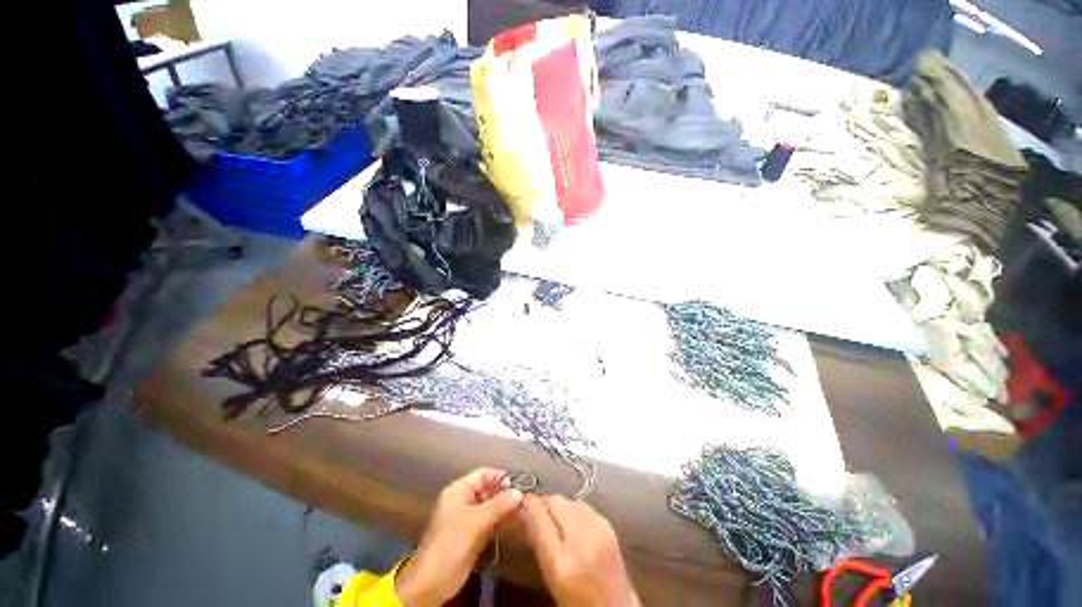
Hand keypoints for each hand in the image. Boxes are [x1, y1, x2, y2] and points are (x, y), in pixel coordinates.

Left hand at [395, 468, 522, 605]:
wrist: (431, 583)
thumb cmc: (451, 544)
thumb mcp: (476, 521)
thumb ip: (499, 505)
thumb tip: (519, 492)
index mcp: (458, 491)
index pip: (482, 474)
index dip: (499, 476)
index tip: (517, 484)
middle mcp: (462, 501)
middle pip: (486, 490)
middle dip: (504, 494)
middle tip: (523, 500)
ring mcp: (466, 520)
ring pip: (489, 507)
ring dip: (503, 509)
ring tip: (522, 512)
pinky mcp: (470, 537)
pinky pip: (488, 523)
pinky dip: (499, 522)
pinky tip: (513, 525)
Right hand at [519, 494, 638, 606]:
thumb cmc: (577, 601)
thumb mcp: (551, 577)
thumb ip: (538, 542)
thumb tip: (524, 512)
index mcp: (562, 562)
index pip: (538, 516)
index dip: (526, 505)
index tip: (518, 503)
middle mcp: (582, 539)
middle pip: (555, 501)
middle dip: (542, 503)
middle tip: (532, 513)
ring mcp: (599, 529)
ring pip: (569, 500)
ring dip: (558, 505)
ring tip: (552, 520)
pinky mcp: (610, 526)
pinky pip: (584, 506)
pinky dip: (574, 509)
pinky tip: (571, 523)